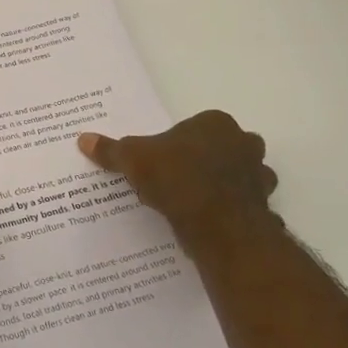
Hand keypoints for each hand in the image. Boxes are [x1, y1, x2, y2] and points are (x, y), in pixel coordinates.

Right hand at [78, 110, 281, 253]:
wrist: (218, 224)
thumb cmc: (176, 178)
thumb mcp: (133, 159)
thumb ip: (111, 150)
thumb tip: (83, 139)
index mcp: (216, 123)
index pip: (196, 127)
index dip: (178, 143)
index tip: (162, 161)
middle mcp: (244, 143)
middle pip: (223, 148)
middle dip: (206, 161)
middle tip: (179, 179)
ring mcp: (258, 175)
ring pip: (240, 175)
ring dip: (224, 185)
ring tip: (195, 203)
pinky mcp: (263, 205)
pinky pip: (245, 205)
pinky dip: (232, 211)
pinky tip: (211, 222)